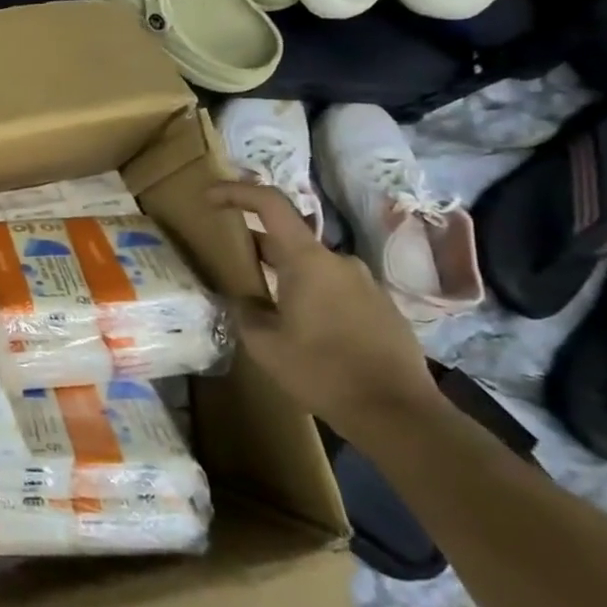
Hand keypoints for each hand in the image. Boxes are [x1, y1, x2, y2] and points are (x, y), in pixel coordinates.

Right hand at [206, 180, 436, 440]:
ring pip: (312, 266)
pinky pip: (335, 288)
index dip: (236, 192)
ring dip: (285, 275)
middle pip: (289, 238)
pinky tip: (303, 330)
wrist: (398, 413)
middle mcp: (339, 261)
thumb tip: (244, 297)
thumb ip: (246, 310)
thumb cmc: (322, 372)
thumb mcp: (265, 344)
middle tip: (231, 266)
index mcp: (308, 260)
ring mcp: (365, 283)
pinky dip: (311, 295)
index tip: (209, 198)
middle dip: (256, 246)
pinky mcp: (381, 307)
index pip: (270, 203)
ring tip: (266, 307)